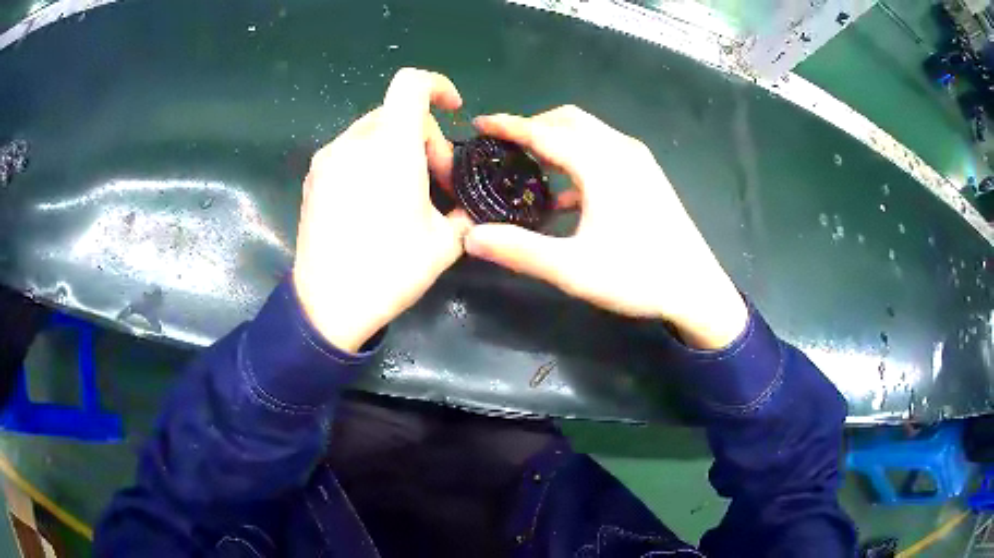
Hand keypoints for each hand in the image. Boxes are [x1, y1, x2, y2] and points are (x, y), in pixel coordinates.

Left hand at [293, 68, 471, 352]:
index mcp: (391, 145)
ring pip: (373, 132)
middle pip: (397, 113)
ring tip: (405, 194)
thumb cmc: (390, 269)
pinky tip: (375, 201)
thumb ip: (466, 211)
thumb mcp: (446, 242)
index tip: (454, 111)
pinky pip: (350, 151)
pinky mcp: (313, 178)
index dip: (438, 86)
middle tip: (437, 182)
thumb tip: (470, 205)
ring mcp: (328, 159)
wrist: (328, 305)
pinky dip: (371, 161)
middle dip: (425, 138)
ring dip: (397, 149)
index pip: (412, 84)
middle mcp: (354, 141)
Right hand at [465, 106, 746, 348]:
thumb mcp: (574, 269)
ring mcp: (639, 161)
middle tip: (505, 147)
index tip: (479, 122)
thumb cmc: (638, 276)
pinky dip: (579, 159)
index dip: (508, 125)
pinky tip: (566, 195)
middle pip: (569, 121)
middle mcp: (621, 151)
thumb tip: (471, 237)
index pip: (544, 132)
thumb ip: (520, 250)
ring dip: (557, 141)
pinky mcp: (648, 176)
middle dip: (534, 127)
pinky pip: (605, 152)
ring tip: (530, 165)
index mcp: (601, 164)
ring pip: (589, 133)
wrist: (697, 290)